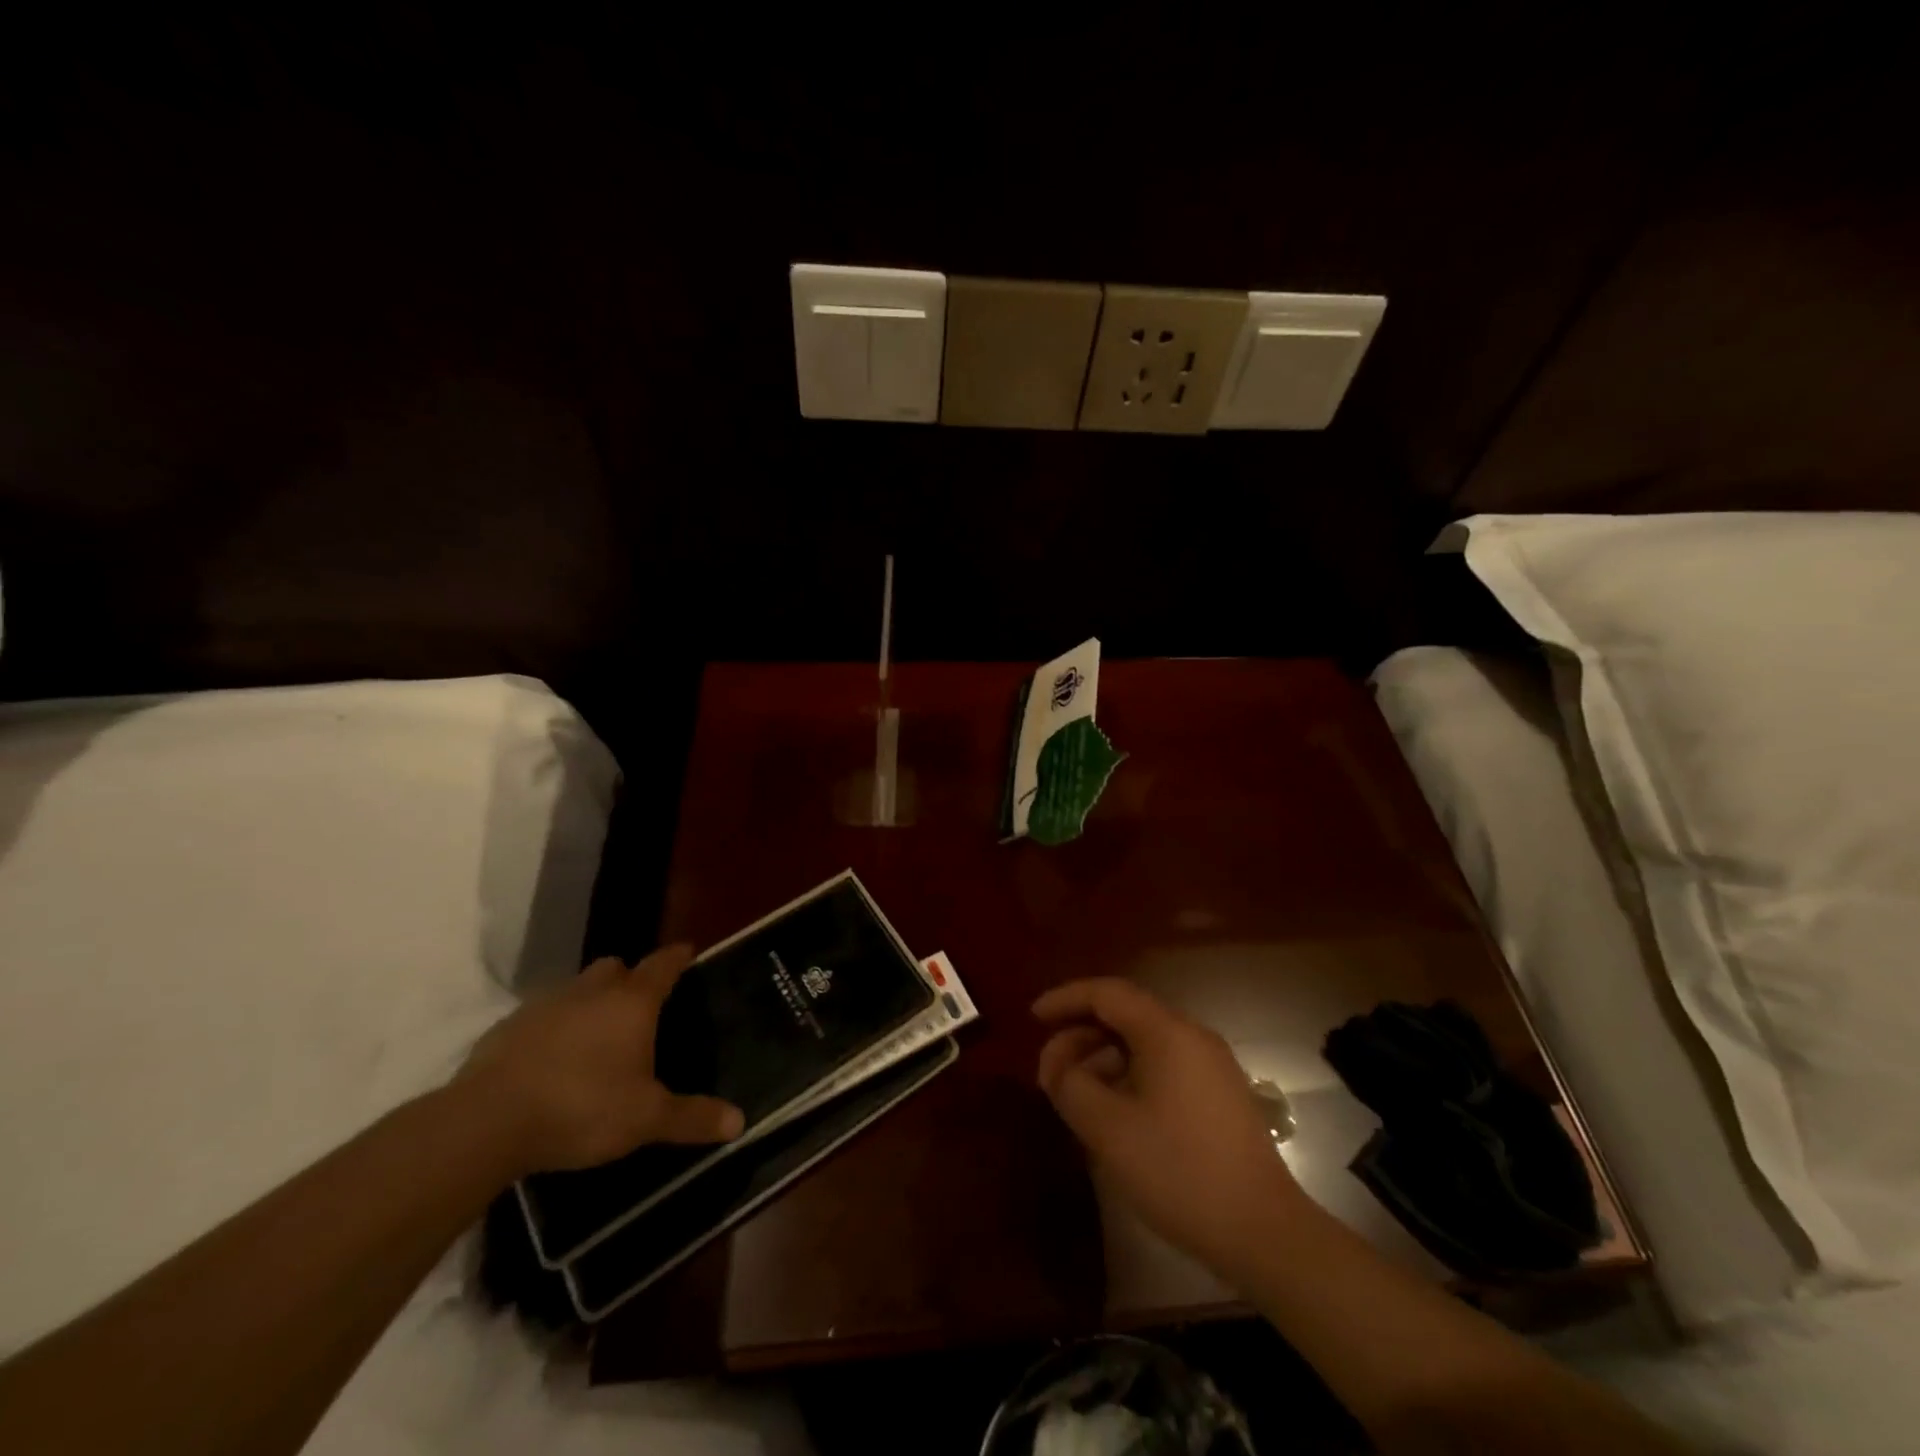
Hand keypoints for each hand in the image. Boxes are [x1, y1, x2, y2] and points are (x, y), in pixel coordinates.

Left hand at [459, 945, 743, 1175]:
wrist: (486, 1123)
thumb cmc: (581, 1107)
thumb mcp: (645, 1119)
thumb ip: (691, 1117)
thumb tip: (740, 1122)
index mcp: (632, 1002)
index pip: (663, 964)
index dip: (678, 957)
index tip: (688, 952)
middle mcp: (591, 991)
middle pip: (616, 967)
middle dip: (630, 978)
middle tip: (640, 1005)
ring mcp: (546, 1005)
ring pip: (577, 989)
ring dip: (590, 1002)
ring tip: (597, 1037)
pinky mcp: (507, 1028)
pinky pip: (542, 1016)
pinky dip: (554, 1028)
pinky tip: (553, 1061)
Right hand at [1034, 978, 1303, 1276]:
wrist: (1263, 1233)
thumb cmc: (1179, 1171)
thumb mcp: (1107, 1128)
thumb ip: (1070, 1084)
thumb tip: (1058, 1065)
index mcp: (1167, 1032)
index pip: (1107, 993)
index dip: (1065, 999)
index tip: (1033, 1017)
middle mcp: (1192, 1036)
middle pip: (1125, 1014)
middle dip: (1081, 1034)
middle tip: (1050, 1068)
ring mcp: (1211, 1065)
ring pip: (1144, 1042)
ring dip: (1104, 1057)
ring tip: (1076, 1093)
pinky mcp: (1220, 1094)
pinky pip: (1163, 1065)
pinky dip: (1129, 1074)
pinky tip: (1114, 1110)